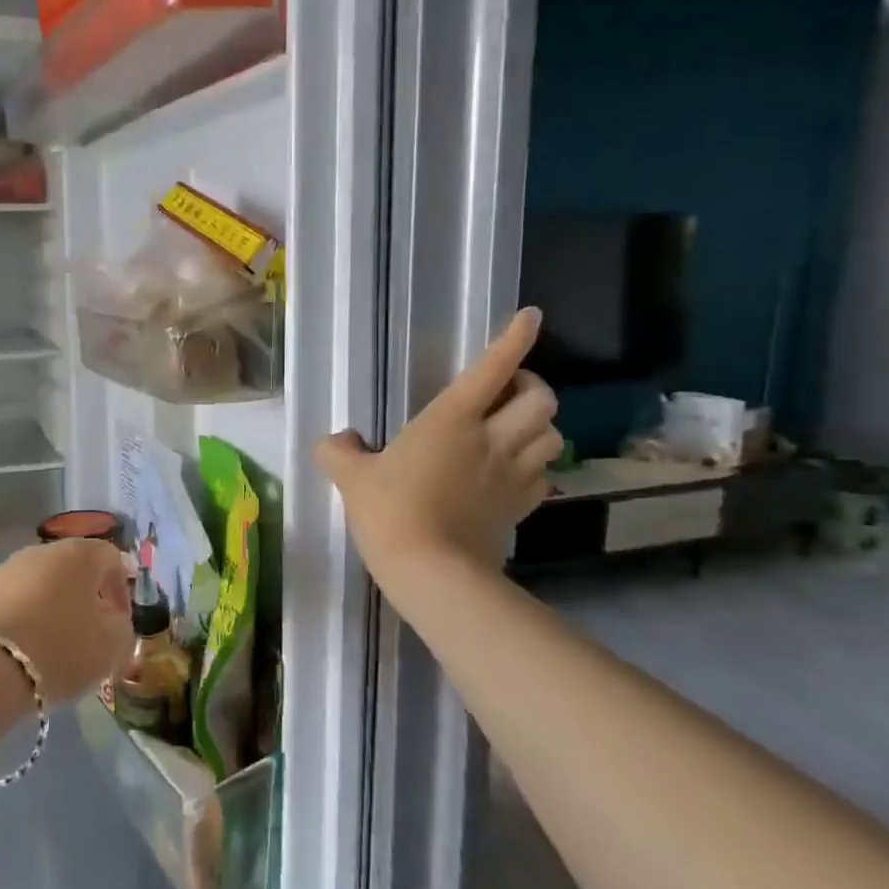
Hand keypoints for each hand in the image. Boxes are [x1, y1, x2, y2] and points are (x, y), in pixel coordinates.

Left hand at [0, 540, 133, 704]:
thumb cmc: (59, 650)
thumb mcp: (111, 647)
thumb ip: (122, 628)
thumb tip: (112, 620)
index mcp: (79, 556)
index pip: (111, 559)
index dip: (120, 590)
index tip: (118, 623)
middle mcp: (39, 552)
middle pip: (69, 570)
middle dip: (80, 599)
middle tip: (84, 636)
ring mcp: (0, 570)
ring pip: (33, 586)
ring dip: (44, 608)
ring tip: (45, 649)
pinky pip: (1, 604)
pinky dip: (11, 621)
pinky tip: (10, 652)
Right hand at [316, 307, 560, 575]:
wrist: (430, 571)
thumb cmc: (390, 512)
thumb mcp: (352, 478)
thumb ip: (339, 452)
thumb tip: (335, 441)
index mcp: (451, 420)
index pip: (493, 367)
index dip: (514, 338)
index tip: (530, 318)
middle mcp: (491, 439)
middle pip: (541, 399)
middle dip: (531, 388)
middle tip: (507, 395)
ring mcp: (511, 474)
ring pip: (553, 435)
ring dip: (539, 427)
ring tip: (515, 431)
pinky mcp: (520, 508)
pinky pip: (544, 476)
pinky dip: (537, 466)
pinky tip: (514, 472)